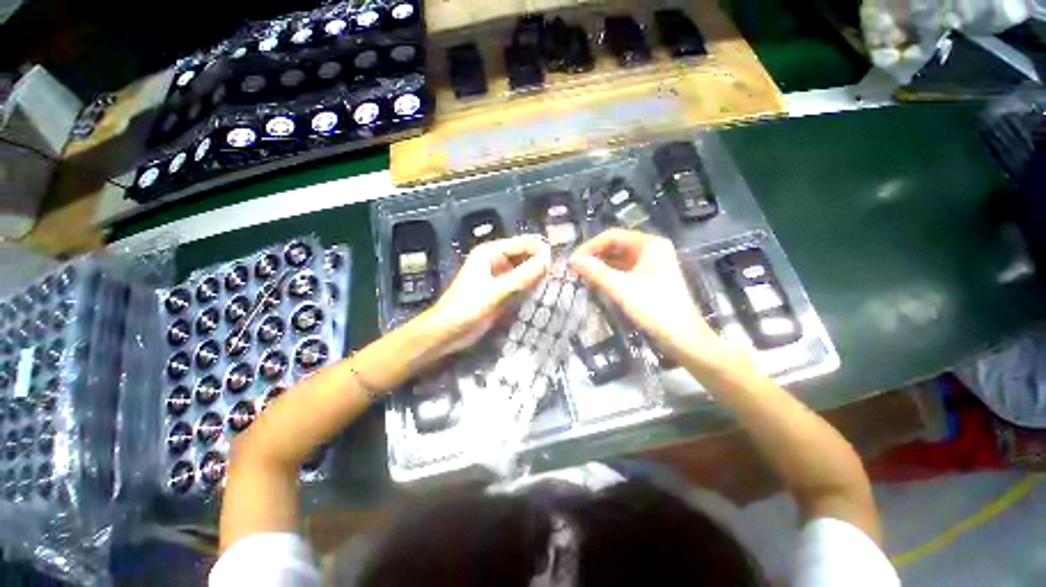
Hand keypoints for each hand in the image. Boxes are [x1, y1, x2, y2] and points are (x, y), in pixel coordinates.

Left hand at [423, 235, 550, 356]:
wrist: (446, 332)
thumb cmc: (467, 308)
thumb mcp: (496, 291)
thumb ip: (523, 276)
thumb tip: (548, 260)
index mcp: (490, 252)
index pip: (523, 243)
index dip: (540, 251)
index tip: (557, 265)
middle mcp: (495, 260)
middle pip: (524, 255)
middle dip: (540, 263)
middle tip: (558, 277)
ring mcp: (498, 276)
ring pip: (524, 270)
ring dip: (537, 276)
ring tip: (554, 285)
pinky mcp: (501, 291)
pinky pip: (520, 284)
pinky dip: (530, 288)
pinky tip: (542, 294)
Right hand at [569, 229, 722, 358]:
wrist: (683, 337)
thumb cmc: (653, 308)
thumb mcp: (620, 288)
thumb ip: (595, 271)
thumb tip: (573, 260)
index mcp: (649, 244)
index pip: (612, 236)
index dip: (590, 246)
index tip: (573, 261)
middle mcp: (652, 249)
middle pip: (616, 246)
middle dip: (595, 256)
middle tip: (575, 270)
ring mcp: (652, 264)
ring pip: (619, 259)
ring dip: (601, 266)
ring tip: (582, 277)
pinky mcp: (651, 278)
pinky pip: (625, 270)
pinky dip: (610, 275)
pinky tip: (597, 284)